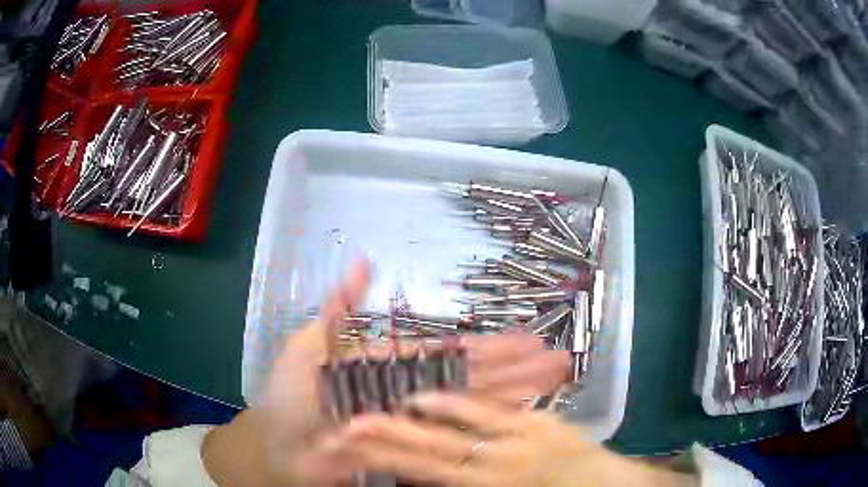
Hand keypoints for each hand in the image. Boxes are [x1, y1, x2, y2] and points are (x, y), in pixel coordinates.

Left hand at [202, 261, 570, 485]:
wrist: (278, 447)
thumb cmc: (290, 398)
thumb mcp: (308, 345)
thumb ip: (338, 310)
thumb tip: (363, 261)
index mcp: (395, 369)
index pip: (453, 355)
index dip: (491, 347)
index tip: (529, 338)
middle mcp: (415, 396)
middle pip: (475, 381)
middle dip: (518, 370)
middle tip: (559, 360)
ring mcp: (417, 426)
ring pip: (475, 409)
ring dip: (516, 397)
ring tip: (554, 384)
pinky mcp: (415, 453)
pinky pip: (458, 441)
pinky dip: (488, 431)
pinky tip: (520, 422)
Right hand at [344, 393, 696, 486]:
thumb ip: (463, 483)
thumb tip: (423, 476)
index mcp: (488, 486)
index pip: (426, 469)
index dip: (390, 458)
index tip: (356, 447)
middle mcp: (498, 462)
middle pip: (435, 445)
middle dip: (393, 433)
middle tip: (355, 422)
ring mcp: (523, 437)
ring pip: (464, 419)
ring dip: (427, 410)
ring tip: (395, 400)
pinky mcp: (544, 422)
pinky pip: (499, 408)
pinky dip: (467, 400)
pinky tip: (449, 390)